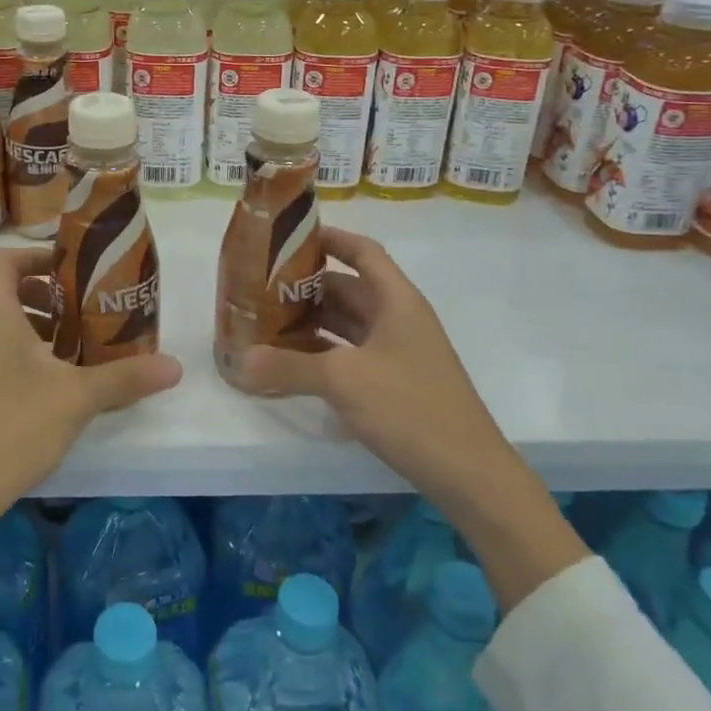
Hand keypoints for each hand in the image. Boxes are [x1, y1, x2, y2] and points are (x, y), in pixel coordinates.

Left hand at [0, 246, 182, 594]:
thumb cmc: (12, 426)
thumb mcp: (77, 397)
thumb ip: (126, 377)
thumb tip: (175, 367)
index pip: (6, 259)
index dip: (39, 256)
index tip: (75, 271)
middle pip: (3, 288)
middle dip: (45, 292)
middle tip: (82, 308)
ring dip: (34, 324)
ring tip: (74, 345)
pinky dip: (20, 350)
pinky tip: (52, 383)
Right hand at [235, 227, 584, 610]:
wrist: (469, 473)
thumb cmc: (410, 407)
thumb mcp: (344, 382)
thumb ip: (290, 368)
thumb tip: (241, 360)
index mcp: (396, 300)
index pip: (363, 252)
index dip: (330, 239)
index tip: (290, 237)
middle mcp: (399, 318)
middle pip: (349, 288)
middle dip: (307, 286)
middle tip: (262, 288)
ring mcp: (399, 351)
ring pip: (349, 323)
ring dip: (313, 321)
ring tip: (268, 322)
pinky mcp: (395, 381)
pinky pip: (352, 353)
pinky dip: (324, 352)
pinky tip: (293, 363)